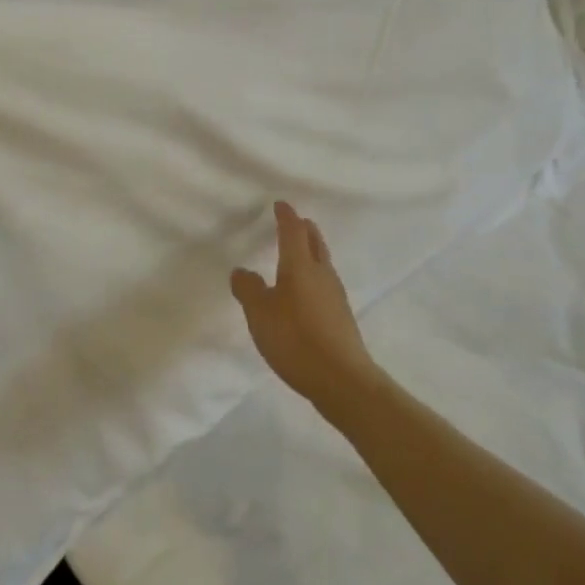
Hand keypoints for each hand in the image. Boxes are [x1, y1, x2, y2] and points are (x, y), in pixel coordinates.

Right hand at [231, 202, 383, 415]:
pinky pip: (325, 284)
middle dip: (304, 229)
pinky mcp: (341, 317)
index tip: (280, 205)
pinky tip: (305, 292)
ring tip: (298, 253)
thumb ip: (248, 289)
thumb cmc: (296, 339)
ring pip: (323, 263)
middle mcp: (322, 274)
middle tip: (295, 222)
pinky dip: (314, 276)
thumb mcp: (260, 314)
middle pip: (315, 242)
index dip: (286, 216)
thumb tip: (242, 271)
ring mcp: (335, 296)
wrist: (342, 380)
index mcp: (301, 266)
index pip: (293, 231)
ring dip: (311, 252)